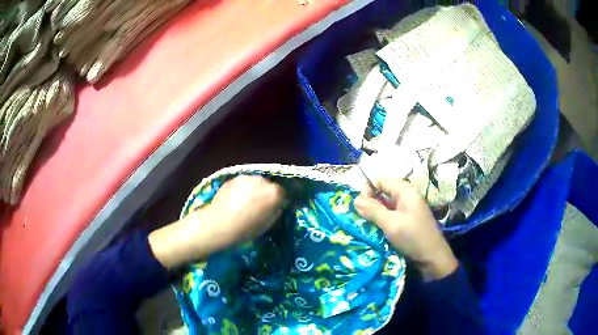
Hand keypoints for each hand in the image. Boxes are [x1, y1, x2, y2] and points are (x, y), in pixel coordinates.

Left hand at [149, 176, 284, 268]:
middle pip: (269, 186)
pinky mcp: (233, 178)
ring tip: (244, 203)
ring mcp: (247, 177)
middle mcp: (262, 180)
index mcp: (274, 193)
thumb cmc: (245, 229)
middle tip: (258, 207)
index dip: (278, 202)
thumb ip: (275, 211)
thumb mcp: (267, 224)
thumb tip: (277, 205)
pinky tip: (234, 201)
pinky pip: (243, 183)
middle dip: (265, 194)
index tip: (272, 210)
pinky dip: (242, 189)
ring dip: (254, 190)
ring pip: (255, 183)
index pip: (283, 194)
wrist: (218, 225)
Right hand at [354, 179, 457, 280]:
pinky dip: (381, 221)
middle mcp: (406, 196)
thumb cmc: (413, 238)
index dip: (368, 190)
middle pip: (382, 193)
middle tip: (360, 218)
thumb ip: (373, 210)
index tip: (359, 207)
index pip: (380, 181)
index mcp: (405, 191)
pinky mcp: (406, 220)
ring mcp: (407, 209)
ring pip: (385, 205)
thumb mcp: (391, 224)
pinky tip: (374, 230)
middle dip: (369, 203)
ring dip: (374, 214)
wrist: (432, 258)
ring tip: (364, 225)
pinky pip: (389, 215)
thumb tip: (355, 199)